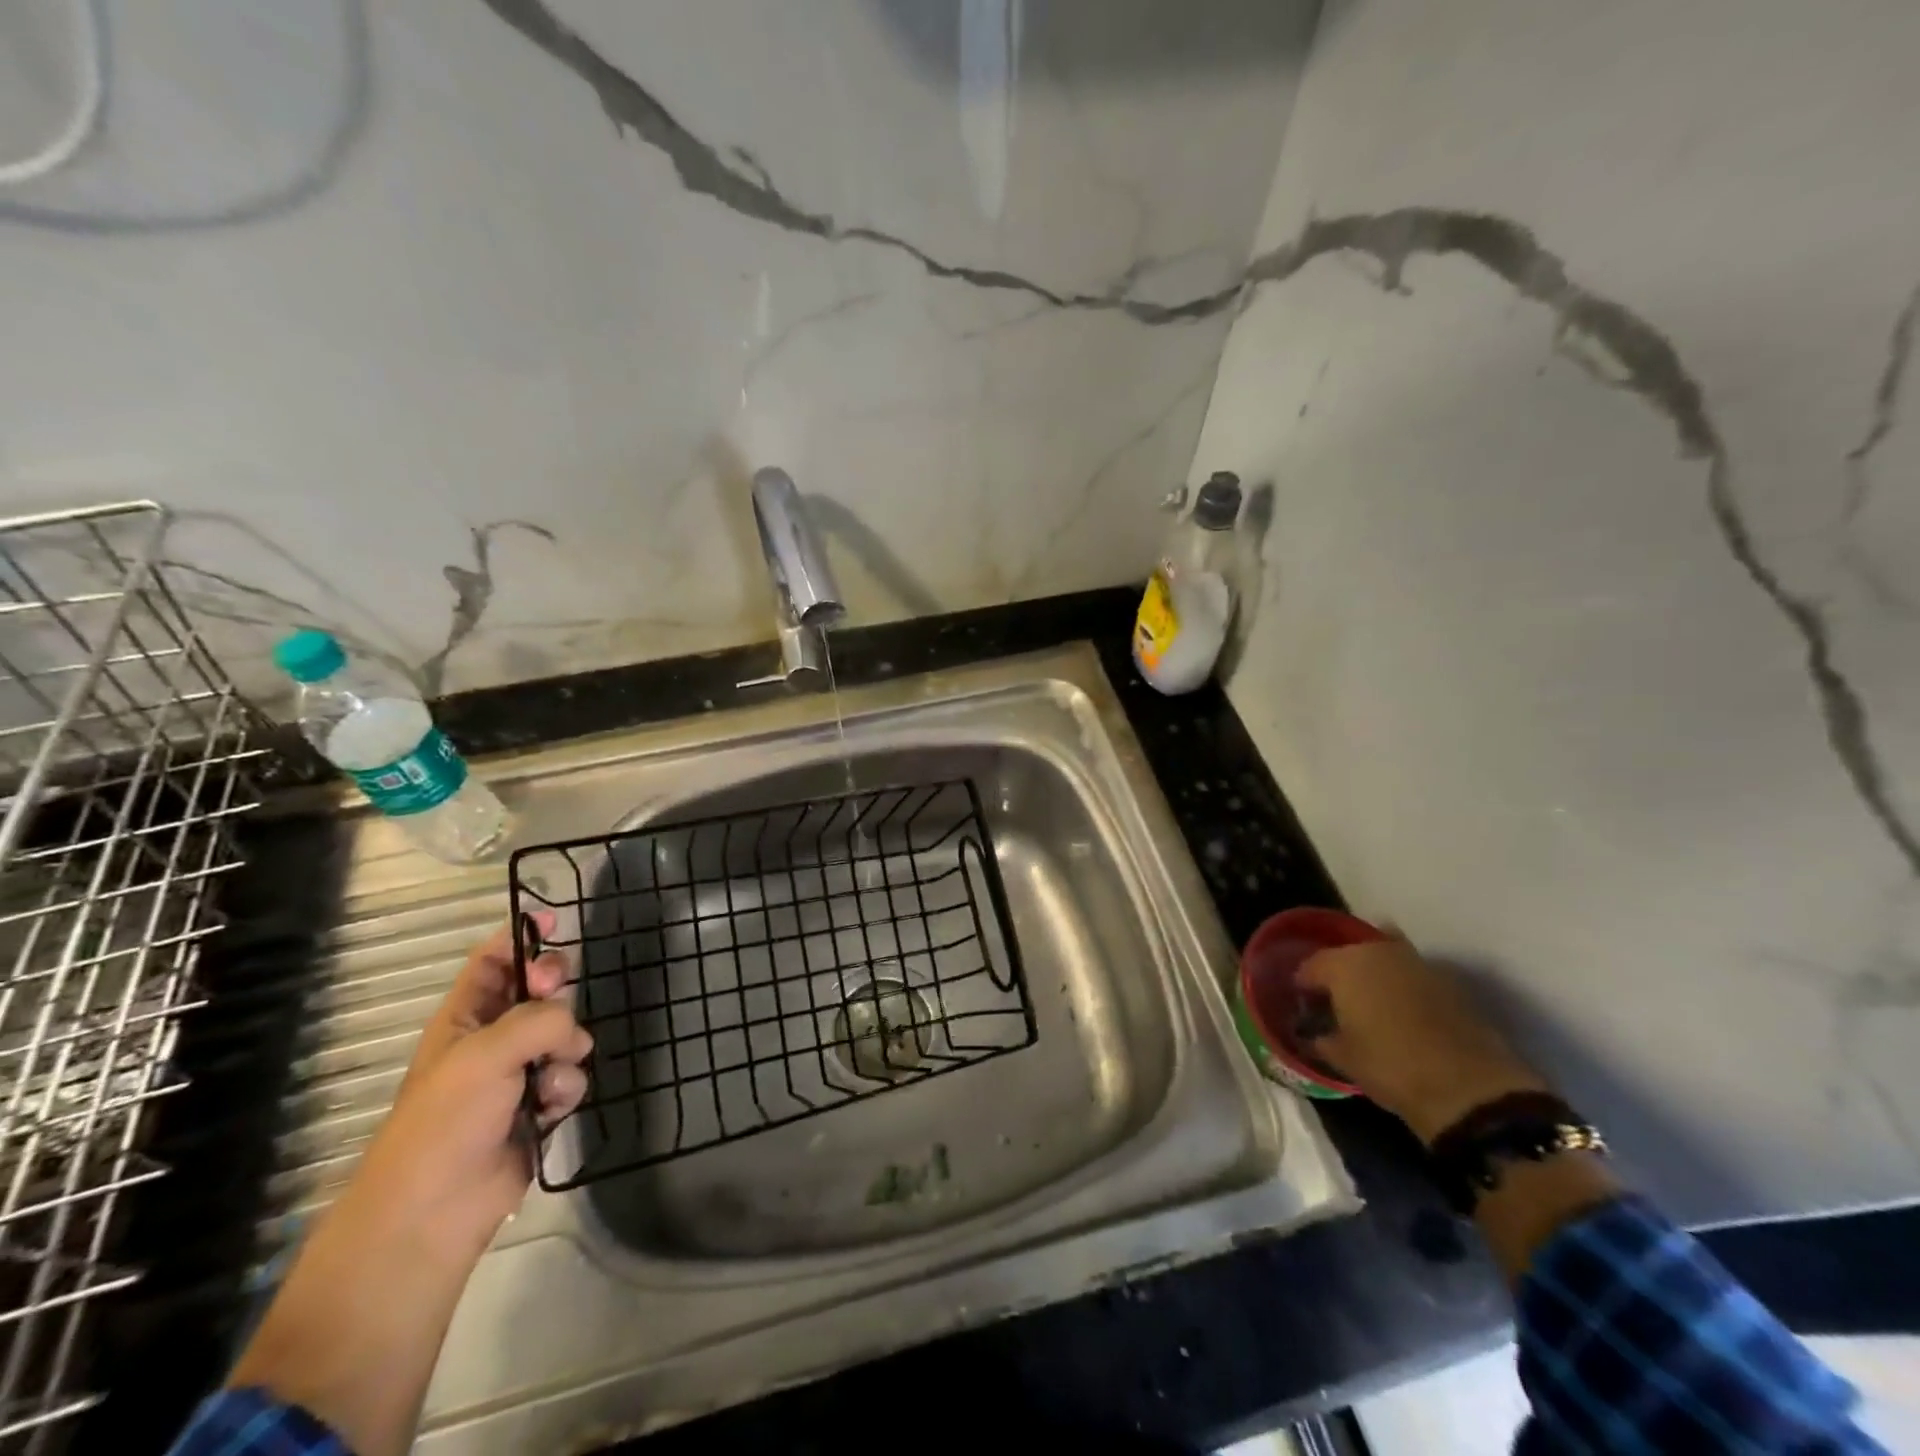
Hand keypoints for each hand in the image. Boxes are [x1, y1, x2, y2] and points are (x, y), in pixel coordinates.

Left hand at [358, 912, 591, 1258]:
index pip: (491, 962)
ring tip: (548, 1079)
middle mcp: (491, 1040)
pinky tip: (549, 1109)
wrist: (433, 1213)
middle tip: (556, 988)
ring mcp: (516, 1074)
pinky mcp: (539, 1106)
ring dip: (565, 1050)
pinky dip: (566, 1088)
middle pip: (537, 991)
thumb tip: (573, 1032)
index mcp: (462, 1019)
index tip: (555, 921)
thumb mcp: (486, 1054)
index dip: (520, 937)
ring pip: (564, 1034)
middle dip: (553, 988)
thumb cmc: (445, 1122)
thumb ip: (540, 1019)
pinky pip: (571, 1075)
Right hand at [1296, 937, 1546, 1144]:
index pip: (1310, 966)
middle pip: (1348, 955)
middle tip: (1336, 1003)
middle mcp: (1378, 952)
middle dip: (1339, 975)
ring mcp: (1418, 963)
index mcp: (1344, 965)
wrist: (1470, 1089)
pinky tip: (1402, 1012)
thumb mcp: (1342, 1058)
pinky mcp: (1449, 982)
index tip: (1304, 1006)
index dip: (1303, 986)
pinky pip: (1413, 975)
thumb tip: (1312, 1033)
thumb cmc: (1390, 1066)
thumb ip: (1320, 1038)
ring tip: (1370, 1005)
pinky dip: (1403, 987)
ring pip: (1383, 959)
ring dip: (1374, 975)